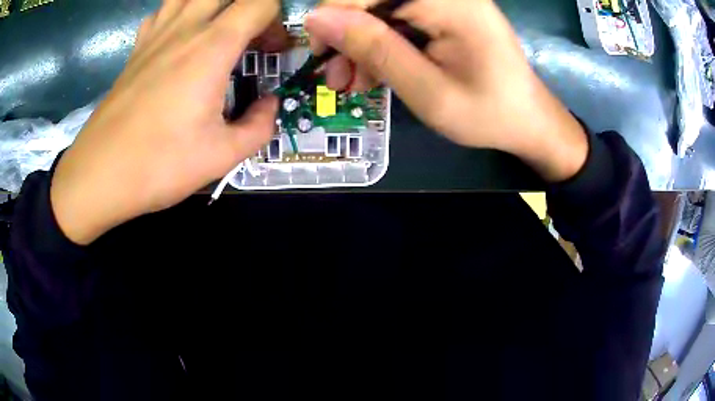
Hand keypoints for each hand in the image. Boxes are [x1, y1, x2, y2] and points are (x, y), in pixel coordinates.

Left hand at [51, 0, 280, 244]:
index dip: (276, 23)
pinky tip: (179, 37)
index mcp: (212, 47)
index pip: (260, 3)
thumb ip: (259, 126)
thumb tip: (269, 105)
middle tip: (248, 39)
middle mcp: (184, 29)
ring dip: (212, 6)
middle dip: (249, 9)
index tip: (271, 52)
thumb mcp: (221, 156)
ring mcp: (156, 35)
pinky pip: (162, 12)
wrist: (99, 175)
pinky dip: (178, 14)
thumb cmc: (159, 165)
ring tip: (216, 31)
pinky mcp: (136, 49)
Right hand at [305, 0, 588, 182]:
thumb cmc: (487, 113)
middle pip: (373, 0)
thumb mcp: (427, 89)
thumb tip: (317, 18)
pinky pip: (399, 20)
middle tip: (337, 78)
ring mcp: (447, 2)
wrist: (527, 121)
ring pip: (382, 12)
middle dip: (349, 36)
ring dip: (362, 45)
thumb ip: (374, 49)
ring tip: (353, 83)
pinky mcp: (446, 13)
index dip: (335, 17)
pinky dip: (382, 46)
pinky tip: (375, 74)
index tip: (320, 54)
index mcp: (448, 2)